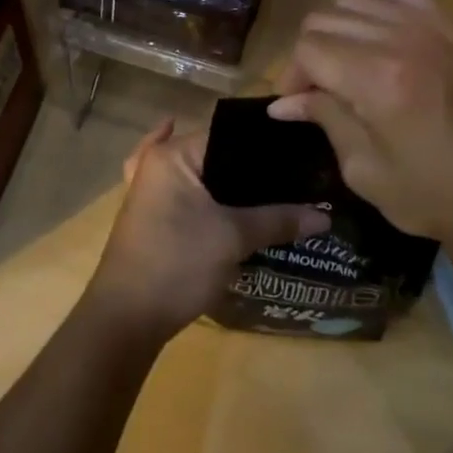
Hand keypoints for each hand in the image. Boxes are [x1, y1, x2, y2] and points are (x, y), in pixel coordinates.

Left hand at [84, 118, 329, 338]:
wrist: (128, 316)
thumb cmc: (178, 262)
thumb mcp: (232, 238)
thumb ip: (277, 219)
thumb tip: (324, 215)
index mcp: (173, 155)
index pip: (228, 135)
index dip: (265, 147)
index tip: (301, 155)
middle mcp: (158, 164)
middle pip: (215, 156)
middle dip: (252, 169)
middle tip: (297, 177)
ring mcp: (150, 190)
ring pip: (201, 176)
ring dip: (232, 185)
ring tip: (277, 189)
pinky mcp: (153, 217)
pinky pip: (186, 195)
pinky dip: (205, 193)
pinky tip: (222, 191)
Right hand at [266, 0, 452, 260]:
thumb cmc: (440, 197)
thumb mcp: (368, 171)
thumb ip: (325, 120)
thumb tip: (284, 103)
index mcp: (376, 79)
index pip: (308, 49)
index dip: (291, 75)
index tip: (297, 105)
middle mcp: (401, 40)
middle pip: (327, 18)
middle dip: (310, 53)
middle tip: (318, 90)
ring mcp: (434, 28)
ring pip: (358, 0)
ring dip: (340, 30)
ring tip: (348, 65)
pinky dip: (380, 6)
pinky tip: (382, 37)